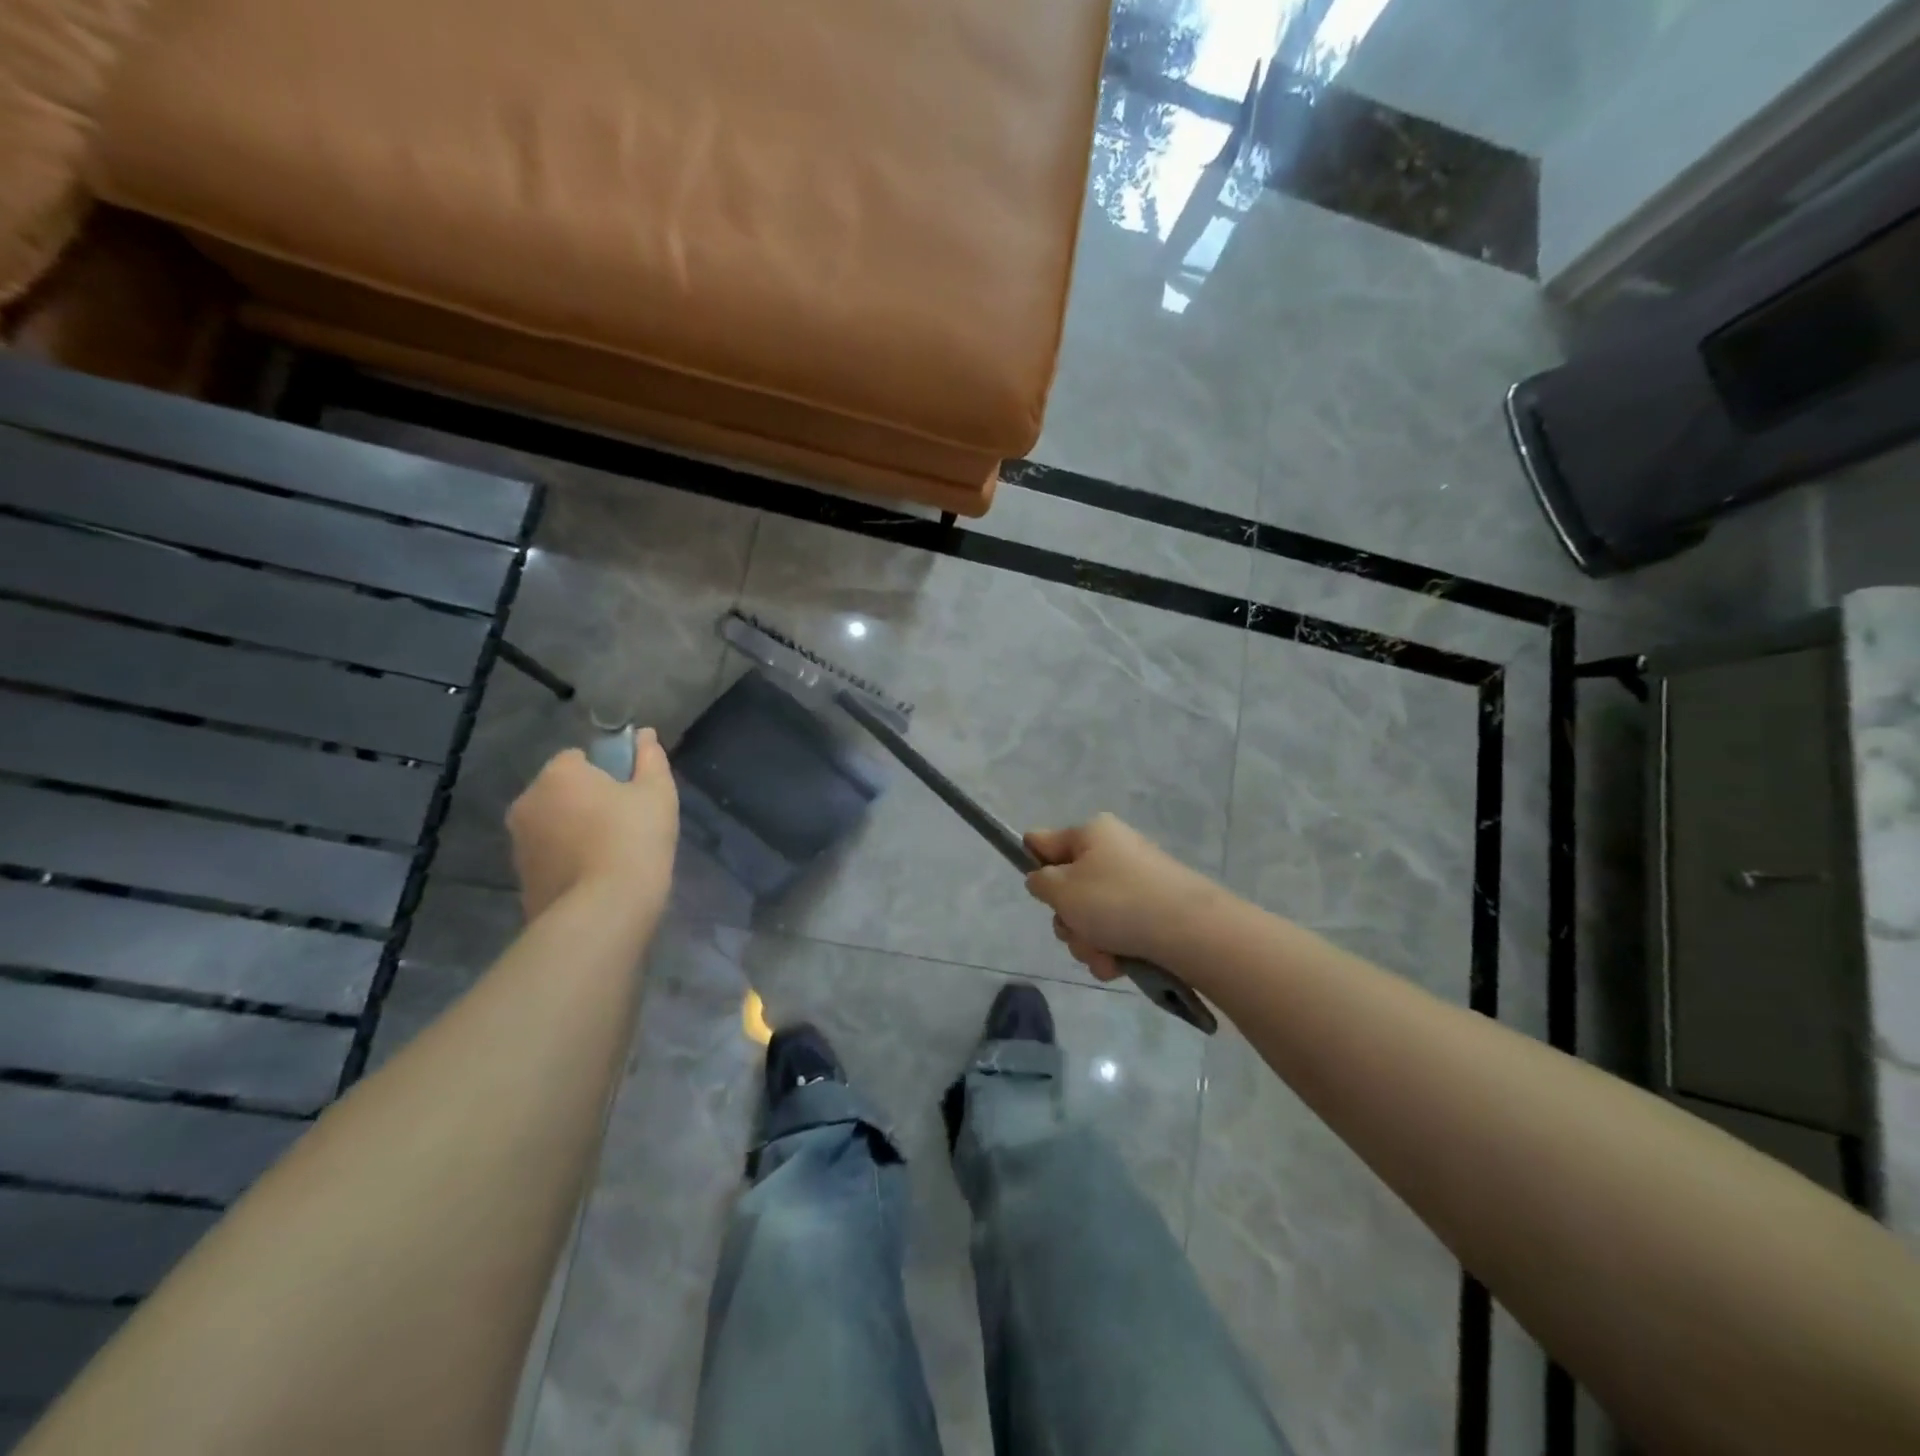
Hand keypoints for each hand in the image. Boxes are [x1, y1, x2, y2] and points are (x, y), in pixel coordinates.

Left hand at [507, 731, 679, 921]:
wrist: (602, 911)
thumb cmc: (634, 839)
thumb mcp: (657, 793)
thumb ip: (651, 759)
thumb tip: (645, 734)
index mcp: (558, 774)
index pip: (578, 757)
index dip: (607, 771)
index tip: (630, 793)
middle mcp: (527, 802)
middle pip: (561, 791)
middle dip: (586, 801)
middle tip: (625, 824)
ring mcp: (519, 843)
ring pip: (553, 825)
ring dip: (575, 832)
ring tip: (612, 856)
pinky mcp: (521, 878)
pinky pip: (550, 857)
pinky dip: (568, 861)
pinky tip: (596, 879)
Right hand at [1024, 814, 1213, 981]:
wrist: (1191, 931)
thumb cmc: (1117, 901)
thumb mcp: (1062, 890)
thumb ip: (1040, 882)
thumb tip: (1044, 879)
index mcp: (1090, 834)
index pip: (1042, 842)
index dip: (1032, 867)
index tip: (1040, 894)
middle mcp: (1113, 851)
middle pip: (1068, 888)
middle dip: (1068, 920)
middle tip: (1076, 931)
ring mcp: (1136, 882)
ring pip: (1091, 916)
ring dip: (1088, 942)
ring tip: (1104, 955)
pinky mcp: (1154, 910)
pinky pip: (1118, 931)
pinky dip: (1113, 950)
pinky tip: (1119, 965)